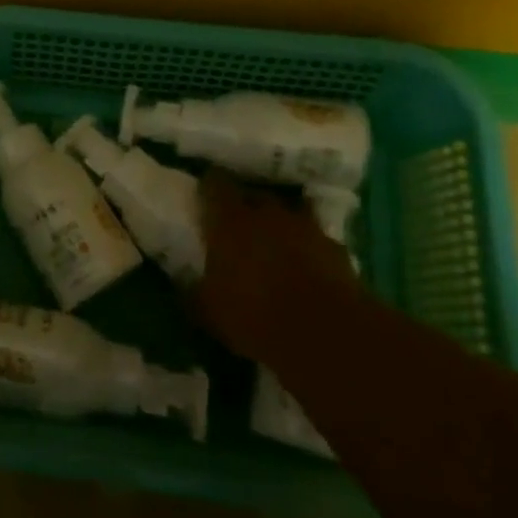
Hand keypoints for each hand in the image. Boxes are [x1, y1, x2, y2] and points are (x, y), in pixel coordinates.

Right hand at [192, 171, 357, 363]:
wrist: (326, 333)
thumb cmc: (254, 315)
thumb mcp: (208, 311)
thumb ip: (192, 291)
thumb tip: (181, 284)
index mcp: (230, 221)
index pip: (215, 184)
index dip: (210, 187)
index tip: (205, 195)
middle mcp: (268, 214)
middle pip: (255, 194)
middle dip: (246, 205)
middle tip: (238, 224)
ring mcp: (306, 228)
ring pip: (290, 212)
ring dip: (281, 223)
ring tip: (274, 242)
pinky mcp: (336, 249)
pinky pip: (316, 239)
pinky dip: (309, 247)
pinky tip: (306, 266)